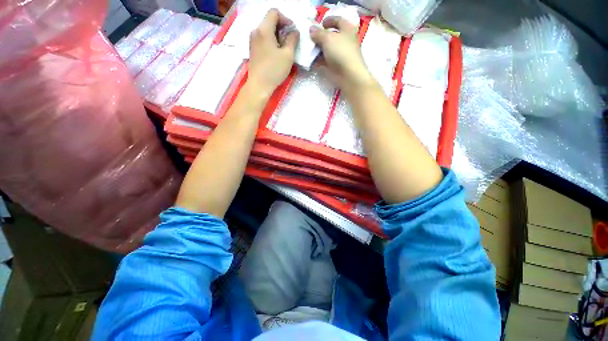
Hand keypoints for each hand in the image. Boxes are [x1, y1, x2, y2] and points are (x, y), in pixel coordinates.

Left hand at [248, 9, 298, 97]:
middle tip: (290, 42)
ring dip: (277, 36)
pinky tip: (276, 54)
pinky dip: (271, 41)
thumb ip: (292, 40)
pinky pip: (263, 39)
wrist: (259, 85)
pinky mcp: (253, 49)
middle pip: (270, 21)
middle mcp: (256, 31)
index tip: (292, 31)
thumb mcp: (288, 55)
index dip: (286, 19)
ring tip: (284, 49)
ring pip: (266, 30)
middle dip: (282, 28)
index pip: (274, 12)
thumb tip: (294, 32)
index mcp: (264, 29)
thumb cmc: (274, 70)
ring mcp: (253, 40)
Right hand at [310, 17, 375, 93]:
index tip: (321, 23)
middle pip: (331, 36)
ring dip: (318, 49)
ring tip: (308, 49)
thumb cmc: (341, 52)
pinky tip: (310, 61)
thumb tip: (311, 30)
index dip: (330, 20)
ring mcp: (340, 55)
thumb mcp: (328, 38)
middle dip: (320, 36)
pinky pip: (325, 61)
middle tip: (310, 38)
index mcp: (347, 30)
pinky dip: (318, 60)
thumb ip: (318, 33)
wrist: (348, 75)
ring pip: (327, 49)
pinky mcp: (336, 67)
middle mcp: (344, 41)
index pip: (338, 20)